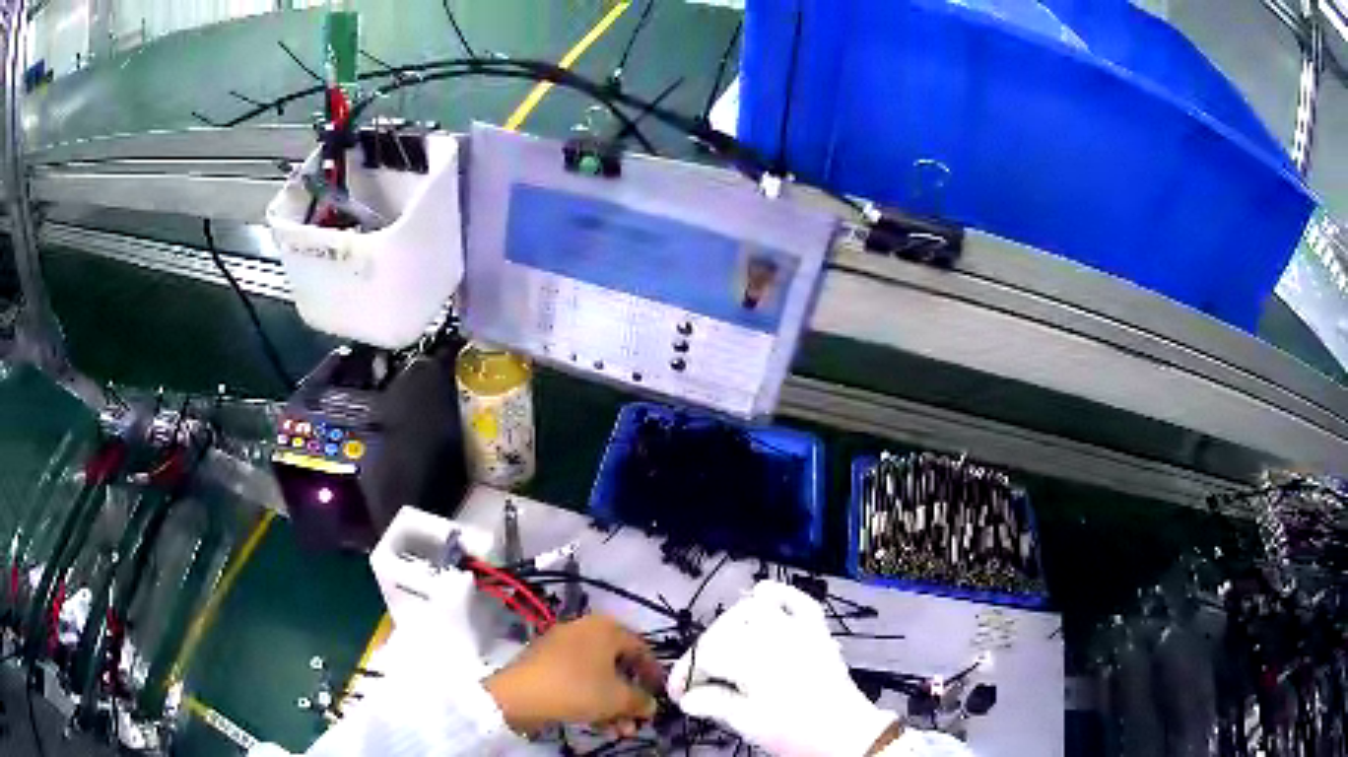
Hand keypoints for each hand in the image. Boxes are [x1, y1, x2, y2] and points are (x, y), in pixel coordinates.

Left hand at [484, 615, 662, 736]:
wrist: (519, 695)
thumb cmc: (577, 689)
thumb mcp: (617, 698)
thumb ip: (640, 700)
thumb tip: (650, 705)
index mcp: (605, 628)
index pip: (641, 648)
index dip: (654, 674)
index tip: (660, 697)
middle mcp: (584, 630)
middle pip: (618, 666)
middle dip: (630, 698)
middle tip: (637, 721)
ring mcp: (562, 647)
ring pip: (598, 677)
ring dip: (613, 705)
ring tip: (619, 731)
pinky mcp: (546, 664)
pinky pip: (578, 680)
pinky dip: (591, 700)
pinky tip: (598, 725)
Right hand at [667, 581, 897, 756]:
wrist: (845, 734)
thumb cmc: (794, 732)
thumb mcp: (747, 724)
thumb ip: (714, 704)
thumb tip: (687, 697)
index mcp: (752, 660)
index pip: (706, 654)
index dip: (685, 673)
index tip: (678, 692)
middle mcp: (773, 637)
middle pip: (724, 629)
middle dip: (705, 651)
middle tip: (699, 679)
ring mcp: (798, 630)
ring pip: (754, 609)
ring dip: (732, 624)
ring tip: (723, 648)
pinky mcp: (817, 631)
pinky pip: (798, 601)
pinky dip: (780, 594)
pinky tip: (762, 595)